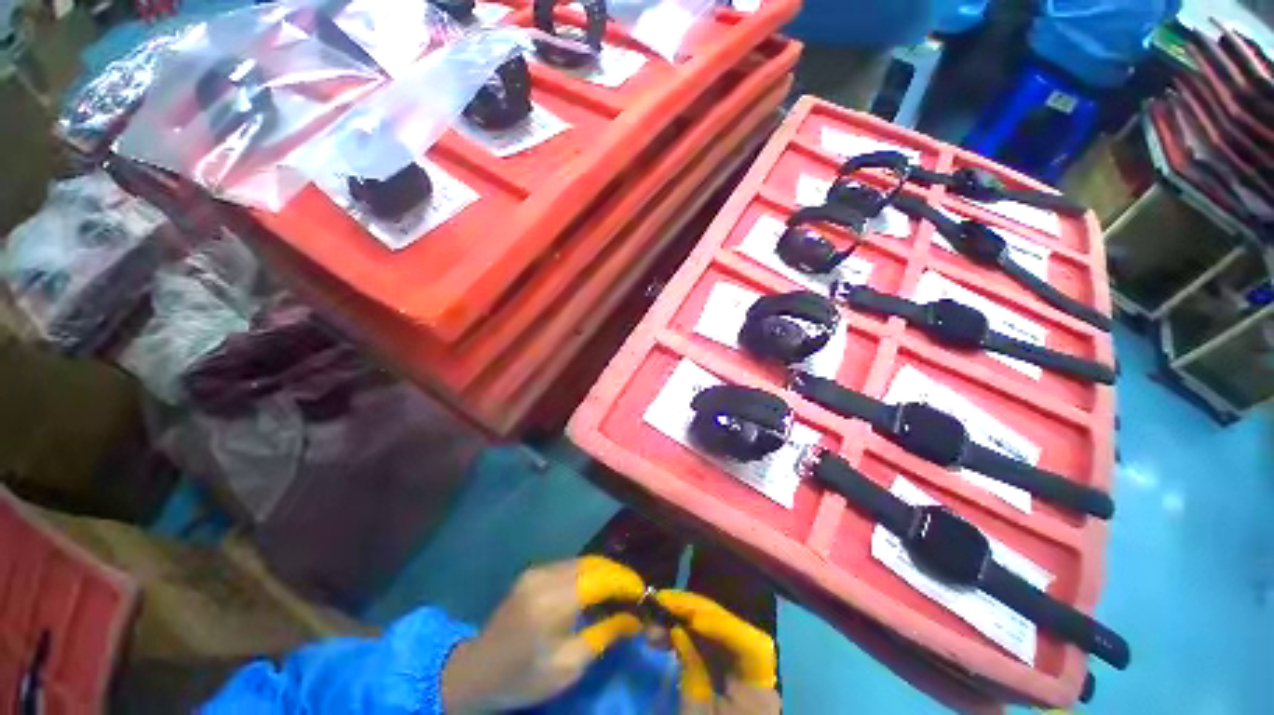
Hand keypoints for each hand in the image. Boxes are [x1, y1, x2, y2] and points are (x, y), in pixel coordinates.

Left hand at [442, 557, 645, 711]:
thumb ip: (603, 635)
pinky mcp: (534, 571)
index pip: (600, 578)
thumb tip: (635, 618)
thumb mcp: (568, 667)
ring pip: (584, 561)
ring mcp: (538, 570)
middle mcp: (546, 576)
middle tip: (637, 594)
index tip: (646, 594)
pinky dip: (590, 573)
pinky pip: (570, 565)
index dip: (626, 582)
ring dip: (606, 572)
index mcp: (552, 603)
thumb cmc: (522, 678)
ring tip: (621, 592)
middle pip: (594, 564)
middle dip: (619, 575)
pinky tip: (597, 589)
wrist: (475, 672)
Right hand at [656, 591, 780, 714]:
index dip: (718, 624)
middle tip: (662, 603)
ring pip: (716, 631)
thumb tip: (677, 629)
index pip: (747, 643)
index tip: (687, 616)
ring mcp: (742, 666)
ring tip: (657, 614)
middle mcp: (756, 669)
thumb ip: (691, 670)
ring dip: (686, 619)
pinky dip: (688, 633)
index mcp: (759, 688)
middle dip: (695, 612)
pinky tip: (668, 629)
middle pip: (729, 628)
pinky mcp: (727, 669)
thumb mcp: (697, 714)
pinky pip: (709, 643)